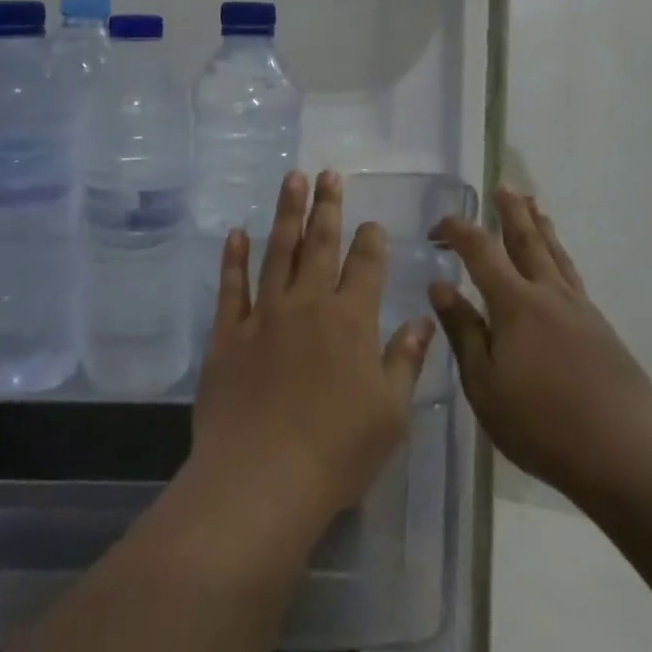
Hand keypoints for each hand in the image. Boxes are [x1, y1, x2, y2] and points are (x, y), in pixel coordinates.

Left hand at [190, 171, 435, 525]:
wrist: (262, 477)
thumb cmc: (338, 451)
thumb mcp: (390, 412)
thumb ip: (405, 360)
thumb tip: (423, 320)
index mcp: (352, 320)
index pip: (366, 266)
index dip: (371, 240)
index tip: (371, 223)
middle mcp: (308, 304)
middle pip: (320, 244)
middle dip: (327, 207)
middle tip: (327, 174)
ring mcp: (264, 315)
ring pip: (277, 251)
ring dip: (286, 213)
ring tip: (291, 179)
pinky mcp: (228, 333)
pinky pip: (231, 285)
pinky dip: (233, 257)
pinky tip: (237, 233)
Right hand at [430, 188, 651, 499]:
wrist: (624, 453)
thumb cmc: (540, 422)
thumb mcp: (484, 383)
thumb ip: (463, 331)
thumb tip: (440, 285)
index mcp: (515, 304)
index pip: (481, 251)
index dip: (458, 230)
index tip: (438, 226)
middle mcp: (549, 295)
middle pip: (527, 241)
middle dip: (511, 212)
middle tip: (503, 187)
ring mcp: (580, 310)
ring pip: (556, 256)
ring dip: (541, 228)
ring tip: (535, 206)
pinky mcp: (601, 329)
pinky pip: (573, 277)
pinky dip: (560, 258)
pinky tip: (558, 268)